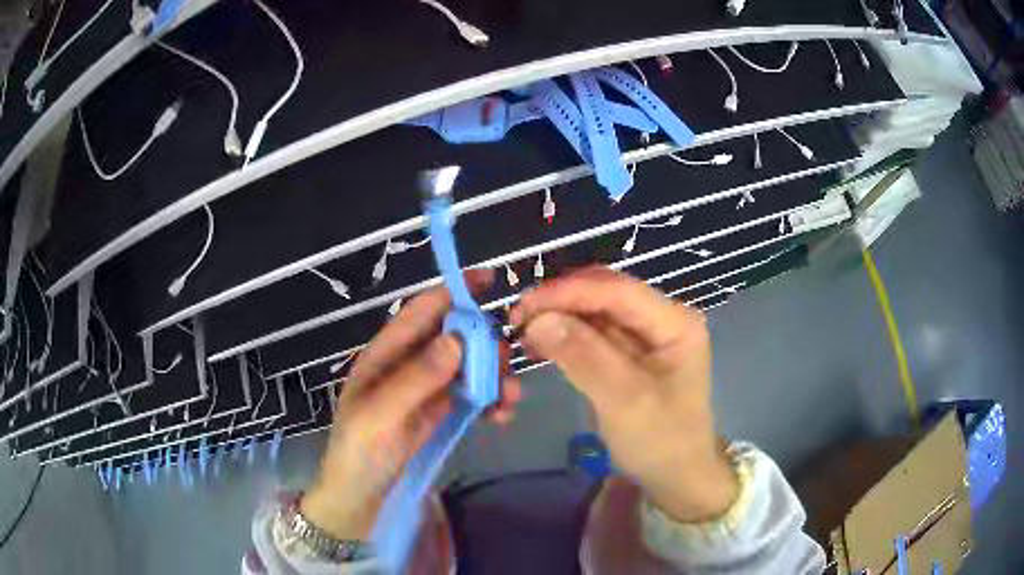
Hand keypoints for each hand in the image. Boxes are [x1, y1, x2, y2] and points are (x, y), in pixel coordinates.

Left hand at [301, 270, 521, 539]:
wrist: (361, 498)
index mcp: (386, 354)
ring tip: (511, 396)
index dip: (453, 292)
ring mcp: (428, 389)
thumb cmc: (359, 452)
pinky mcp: (442, 413)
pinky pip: (473, 396)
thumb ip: (416, 378)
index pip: (421, 311)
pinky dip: (491, 400)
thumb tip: (457, 338)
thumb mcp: (380, 415)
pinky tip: (502, 415)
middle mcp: (409, 364)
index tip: (490, 280)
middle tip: (507, 359)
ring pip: (468, 366)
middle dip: (483, 342)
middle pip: (453, 337)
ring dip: (494, 375)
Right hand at [509, 267, 736, 522]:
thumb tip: (538, 320)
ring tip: (522, 331)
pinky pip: (593, 333)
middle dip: (561, 301)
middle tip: (518, 319)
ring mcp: (646, 335)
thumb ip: (584, 357)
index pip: (617, 290)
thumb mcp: (624, 401)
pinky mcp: (630, 353)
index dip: (569, 292)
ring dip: (559, 316)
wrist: (677, 478)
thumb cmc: (661, 442)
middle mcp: (662, 319)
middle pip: (606, 293)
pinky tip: (540, 344)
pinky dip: (565, 335)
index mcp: (675, 322)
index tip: (524, 305)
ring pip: (595, 310)